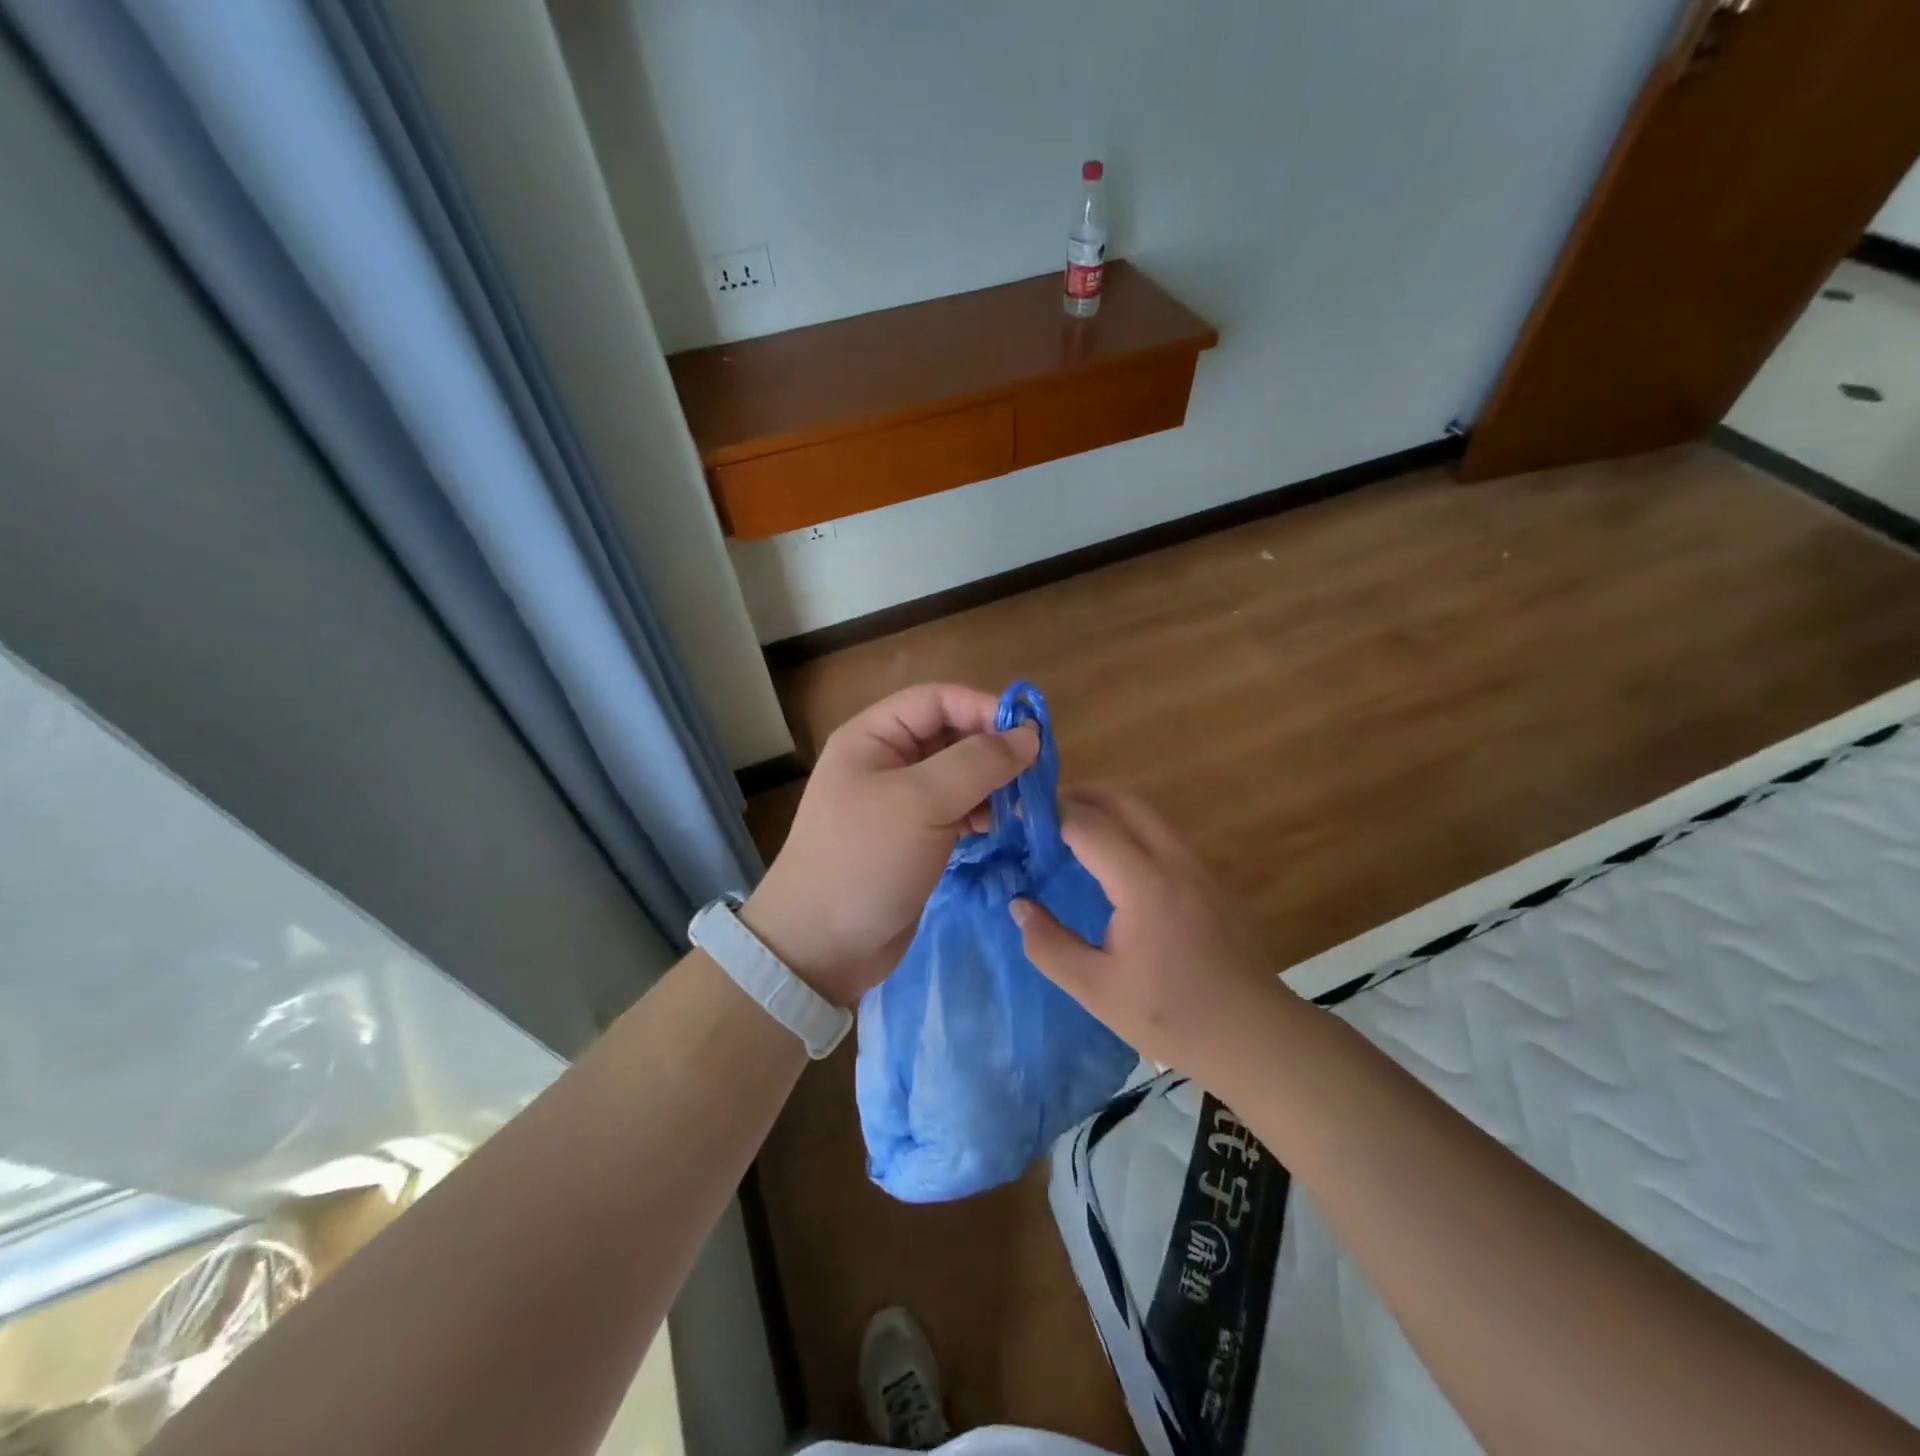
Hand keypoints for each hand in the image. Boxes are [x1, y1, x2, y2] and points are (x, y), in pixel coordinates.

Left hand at [743, 684, 1038, 1006]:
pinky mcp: (913, 838)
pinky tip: (998, 827)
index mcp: (873, 737)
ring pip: (957, 775)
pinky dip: (980, 813)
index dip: (982, 709)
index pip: (937, 699)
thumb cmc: (865, 861)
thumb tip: (1029, 735)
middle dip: (991, 750)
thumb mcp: (921, 802)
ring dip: (991, 784)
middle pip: (950, 735)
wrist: (821, 947)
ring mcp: (899, 802)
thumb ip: (978, 762)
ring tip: (1021, 805)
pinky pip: (954, 810)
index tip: (1029, 735)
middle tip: (1034, 774)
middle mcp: (885, 761)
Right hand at [1011, 786, 1276, 1068]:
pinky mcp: (1209, 882)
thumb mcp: (1096, 990)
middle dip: (1079, 797)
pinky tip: (1109, 865)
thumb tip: (1019, 905)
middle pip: (1123, 801)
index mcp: (1145, 883)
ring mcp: (1197, 868)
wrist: (1257, 1038)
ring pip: (1146, 815)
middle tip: (1039, 815)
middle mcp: (1174, 861)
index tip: (1016, 821)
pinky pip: (1161, 836)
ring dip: (1105, 811)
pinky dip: (1127, 831)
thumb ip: (1049, 945)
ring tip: (1067, 835)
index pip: (1088, 825)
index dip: (1048, 816)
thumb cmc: (1173, 1018)